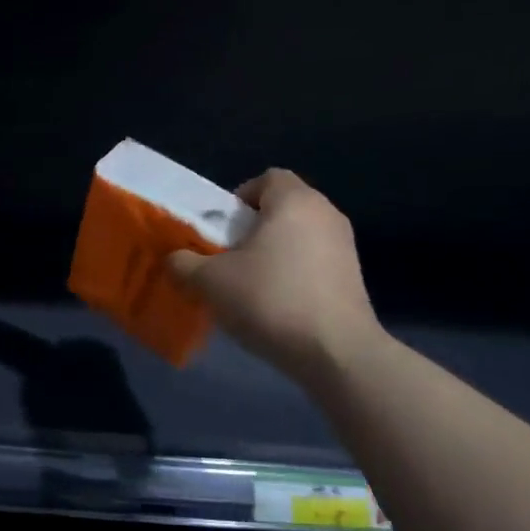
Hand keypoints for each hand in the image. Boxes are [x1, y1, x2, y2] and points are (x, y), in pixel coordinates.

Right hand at [167, 169, 383, 380]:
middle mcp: (326, 214)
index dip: (239, 198)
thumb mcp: (209, 282)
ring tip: (249, 285)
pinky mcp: (354, 277)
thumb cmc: (269, 299)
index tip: (222, 228)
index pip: (267, 178)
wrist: (335, 352)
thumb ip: (184, 263)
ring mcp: (345, 246)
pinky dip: (293, 274)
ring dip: (273, 254)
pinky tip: (276, 305)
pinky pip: (314, 262)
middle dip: (252, 229)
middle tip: (228, 258)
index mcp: (294, 201)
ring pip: (298, 237)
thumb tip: (176, 259)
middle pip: (282, 208)